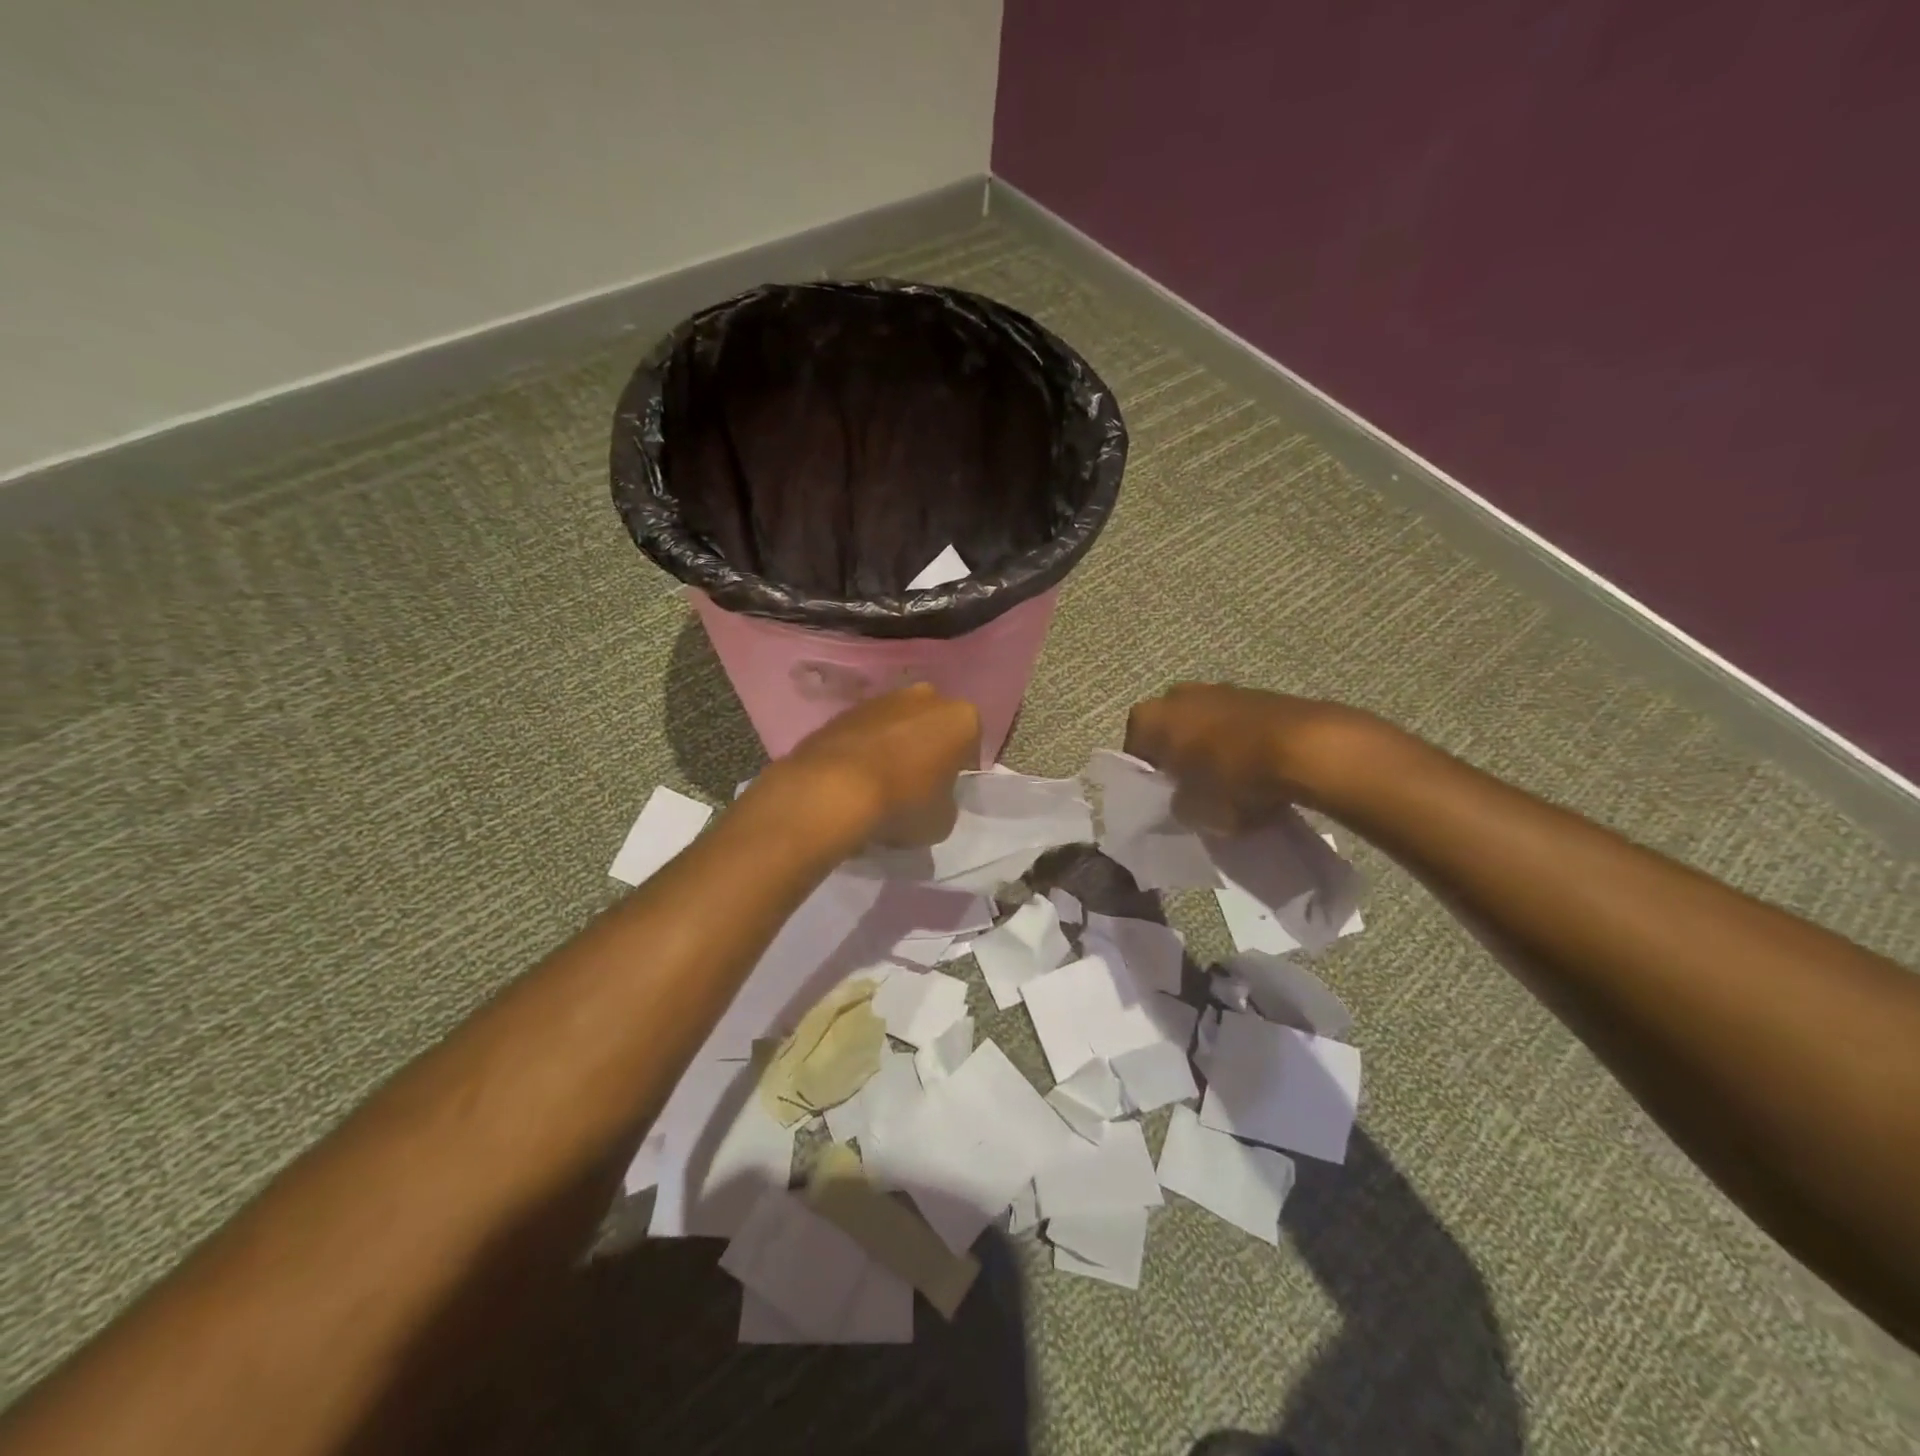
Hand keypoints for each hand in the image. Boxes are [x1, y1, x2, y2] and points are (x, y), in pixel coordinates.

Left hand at [781, 683, 980, 846]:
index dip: (962, 768)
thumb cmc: (904, 803)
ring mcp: (882, 699)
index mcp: (961, 718)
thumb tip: (933, 798)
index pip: (972, 743)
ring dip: (895, 744)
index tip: (949, 790)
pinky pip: (866, 731)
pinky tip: (856, 778)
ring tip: (883, 782)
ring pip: (898, 723)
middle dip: (929, 746)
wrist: (834, 791)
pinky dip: (865, 748)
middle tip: (918, 782)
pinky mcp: (845, 710)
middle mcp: (925, 697)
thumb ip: (946, 801)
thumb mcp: (943, 819)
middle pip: (934, 723)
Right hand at [1123, 683, 1377, 832]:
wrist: (1306, 748)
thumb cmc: (1234, 778)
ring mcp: (1217, 688)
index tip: (1164, 798)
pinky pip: (1235, 721)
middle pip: (1168, 731)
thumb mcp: (1197, 810)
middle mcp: (1176, 695)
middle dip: (1178, 755)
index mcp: (1150, 718)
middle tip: (1192, 787)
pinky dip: (1239, 740)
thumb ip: (1180, 805)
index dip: (1149, 778)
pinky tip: (1256, 767)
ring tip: (1228, 779)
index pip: (1135, 752)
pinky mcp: (1255, 692)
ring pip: (1202, 723)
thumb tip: (1183, 799)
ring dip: (1209, 746)